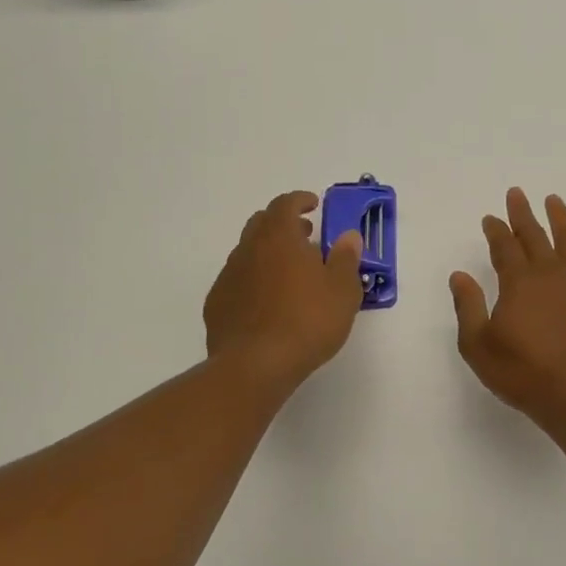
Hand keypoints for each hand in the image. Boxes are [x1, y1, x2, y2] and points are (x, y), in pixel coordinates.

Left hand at [205, 191, 364, 390]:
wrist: (255, 365)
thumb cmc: (307, 322)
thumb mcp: (342, 291)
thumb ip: (346, 259)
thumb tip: (348, 236)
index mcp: (279, 238)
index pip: (285, 204)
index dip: (300, 200)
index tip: (314, 205)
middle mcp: (249, 249)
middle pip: (262, 223)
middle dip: (284, 224)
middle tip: (305, 238)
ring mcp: (228, 277)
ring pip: (248, 252)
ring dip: (269, 254)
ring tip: (291, 275)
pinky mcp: (217, 304)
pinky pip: (238, 281)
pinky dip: (254, 280)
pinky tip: (269, 303)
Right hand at [450, 189, 565, 419]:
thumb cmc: (523, 372)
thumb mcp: (479, 345)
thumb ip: (468, 307)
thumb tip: (459, 275)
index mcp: (518, 281)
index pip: (504, 246)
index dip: (496, 230)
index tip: (490, 217)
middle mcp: (549, 273)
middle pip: (534, 235)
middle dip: (522, 213)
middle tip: (516, 194)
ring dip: (558, 218)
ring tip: (553, 200)